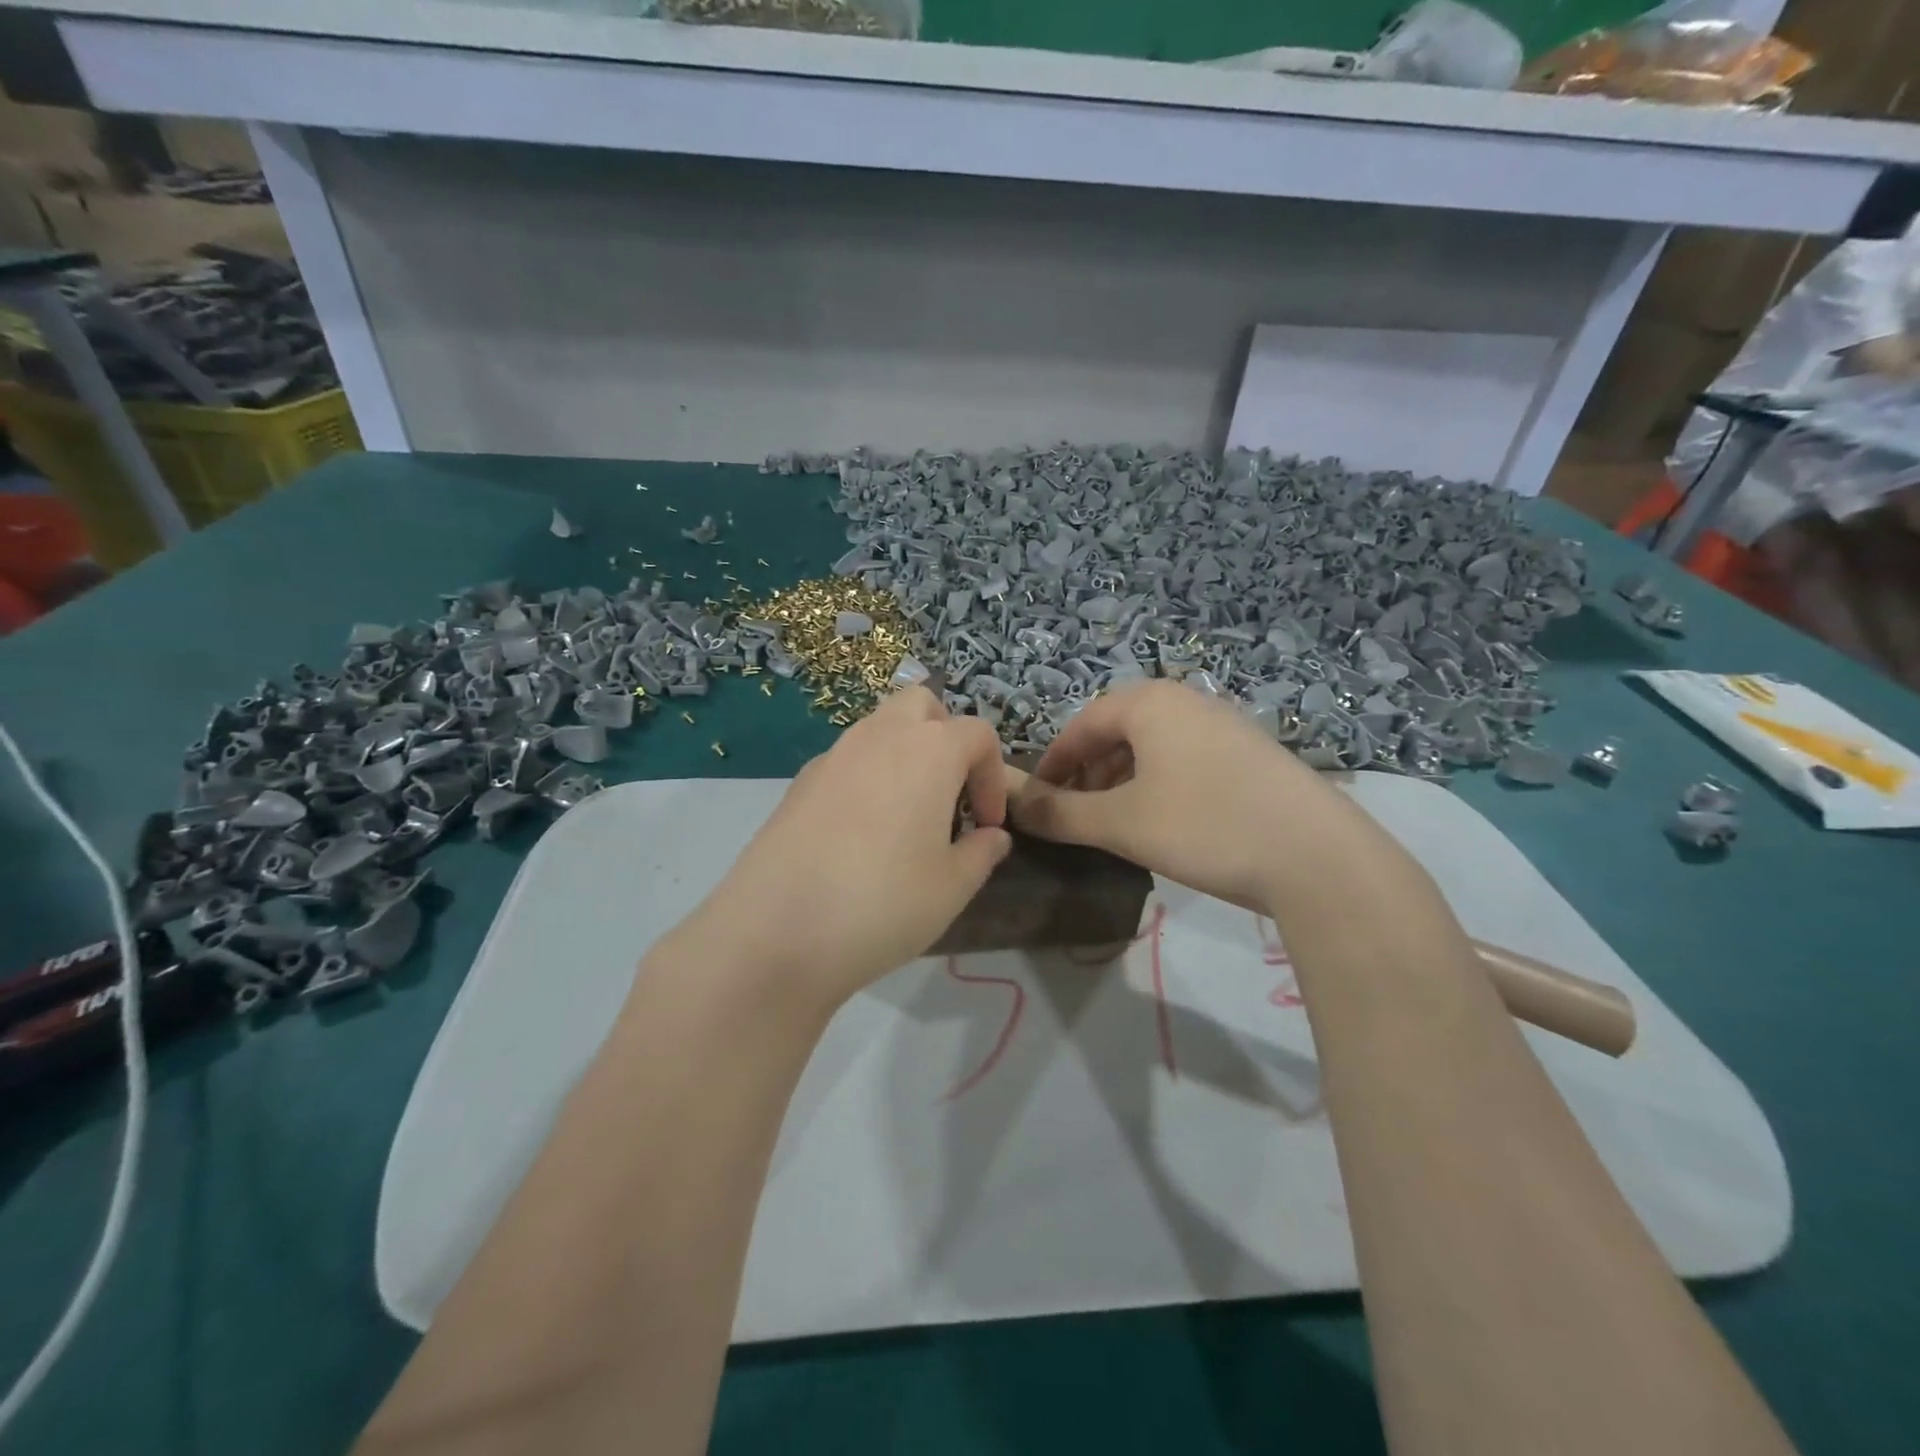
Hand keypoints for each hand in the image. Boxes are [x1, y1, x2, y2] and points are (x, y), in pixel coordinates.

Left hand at [678, 687, 1012, 1009]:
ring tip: (907, 816)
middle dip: (945, 737)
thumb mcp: (952, 887)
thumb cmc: (884, 903)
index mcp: (929, 750)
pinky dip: (866, 777)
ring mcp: (833, 754)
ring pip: (880, 728)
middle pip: (922, 705)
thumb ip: (981, 853)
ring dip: (904, 755)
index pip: (978, 734)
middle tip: (949, 793)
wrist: (776, 930)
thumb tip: (992, 837)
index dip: (993, 777)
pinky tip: (860, 834)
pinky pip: (847, 760)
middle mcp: (880, 736)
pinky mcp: (799, 782)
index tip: (988, 825)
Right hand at [1011, 681, 1339, 912]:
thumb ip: (1061, 813)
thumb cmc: (1205, 825)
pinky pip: (1187, 760)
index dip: (1053, 763)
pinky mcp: (1253, 754)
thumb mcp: (1121, 823)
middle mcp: (1188, 701)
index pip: (1082, 724)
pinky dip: (1160, 785)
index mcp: (1150, 703)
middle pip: (1118, 731)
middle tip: (1074, 814)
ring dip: (1123, 780)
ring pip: (1154, 747)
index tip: (1038, 800)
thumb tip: (1015, 806)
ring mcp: (1226, 725)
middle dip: (1088, 772)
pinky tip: (1164, 822)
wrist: (1318, 856)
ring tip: (1114, 822)